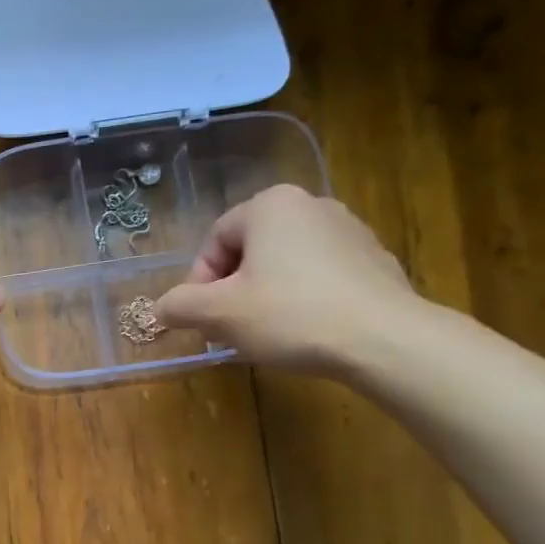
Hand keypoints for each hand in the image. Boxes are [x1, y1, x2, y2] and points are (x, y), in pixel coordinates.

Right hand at [153, 184, 423, 374]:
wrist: (383, 339)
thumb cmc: (290, 315)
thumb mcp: (219, 314)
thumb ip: (180, 306)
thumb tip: (161, 308)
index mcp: (270, 205)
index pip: (215, 240)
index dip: (199, 283)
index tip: (202, 319)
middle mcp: (311, 204)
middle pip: (250, 250)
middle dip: (232, 291)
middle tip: (228, 329)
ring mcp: (350, 230)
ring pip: (285, 264)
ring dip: (265, 296)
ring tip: (266, 335)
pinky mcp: (375, 260)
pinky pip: (321, 277)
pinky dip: (303, 300)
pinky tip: (305, 332)